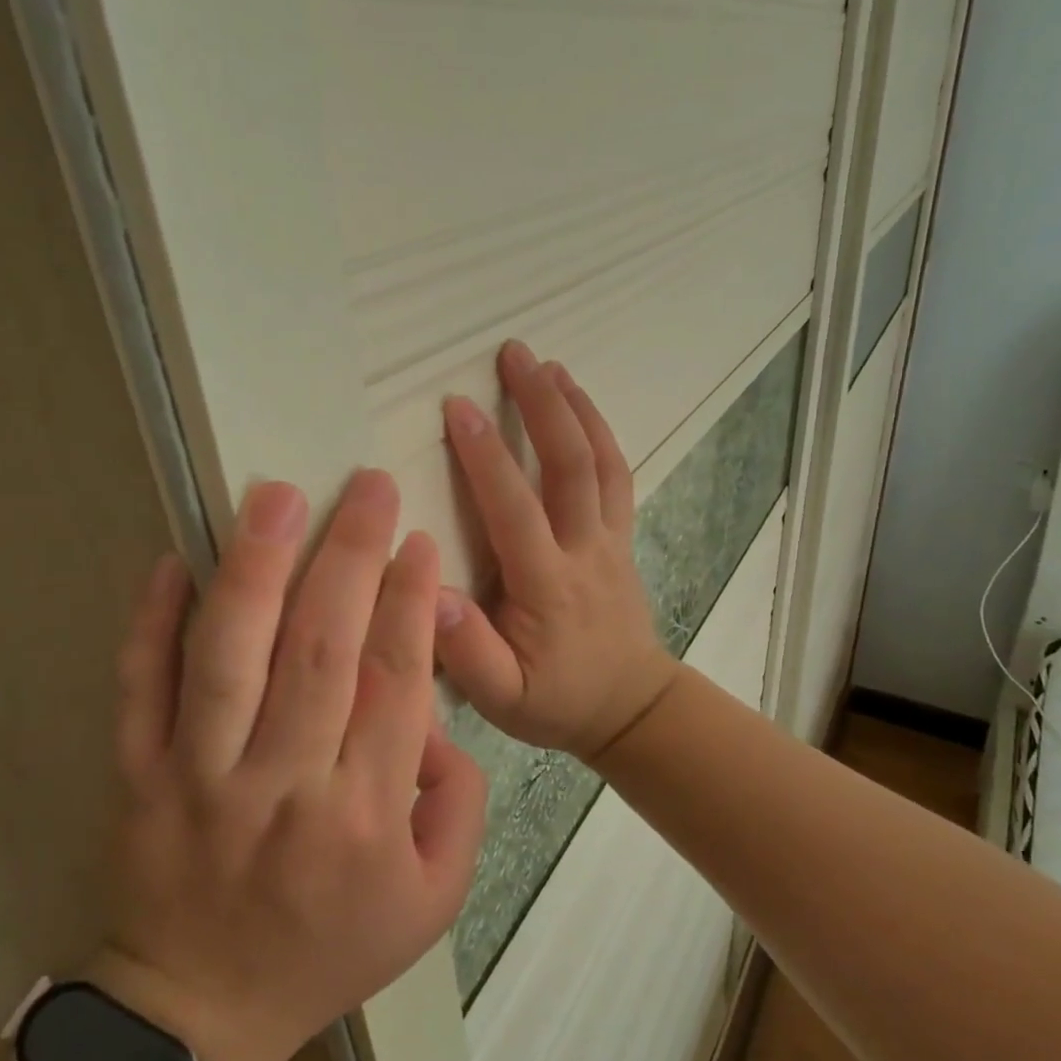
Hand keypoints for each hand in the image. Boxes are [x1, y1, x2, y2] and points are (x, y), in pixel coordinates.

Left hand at [100, 472, 486, 1060]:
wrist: (201, 1012)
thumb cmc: (331, 947)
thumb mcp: (436, 897)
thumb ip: (459, 801)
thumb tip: (436, 712)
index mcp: (365, 814)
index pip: (394, 682)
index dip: (410, 602)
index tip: (417, 540)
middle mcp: (285, 785)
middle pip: (321, 651)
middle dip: (350, 557)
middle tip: (368, 486)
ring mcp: (201, 777)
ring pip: (230, 658)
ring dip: (255, 569)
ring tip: (277, 497)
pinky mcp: (139, 777)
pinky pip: (140, 691)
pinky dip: (150, 624)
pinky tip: (171, 561)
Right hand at [435, 341, 680, 761]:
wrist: (630, 708)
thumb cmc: (556, 701)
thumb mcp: (501, 698)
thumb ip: (466, 651)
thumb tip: (429, 590)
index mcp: (546, 585)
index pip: (514, 508)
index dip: (486, 455)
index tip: (458, 406)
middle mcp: (584, 550)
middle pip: (569, 466)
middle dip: (541, 405)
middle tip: (514, 353)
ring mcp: (610, 540)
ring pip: (601, 463)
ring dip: (575, 409)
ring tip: (549, 364)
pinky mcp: (621, 538)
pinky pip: (617, 477)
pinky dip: (601, 435)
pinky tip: (581, 406)